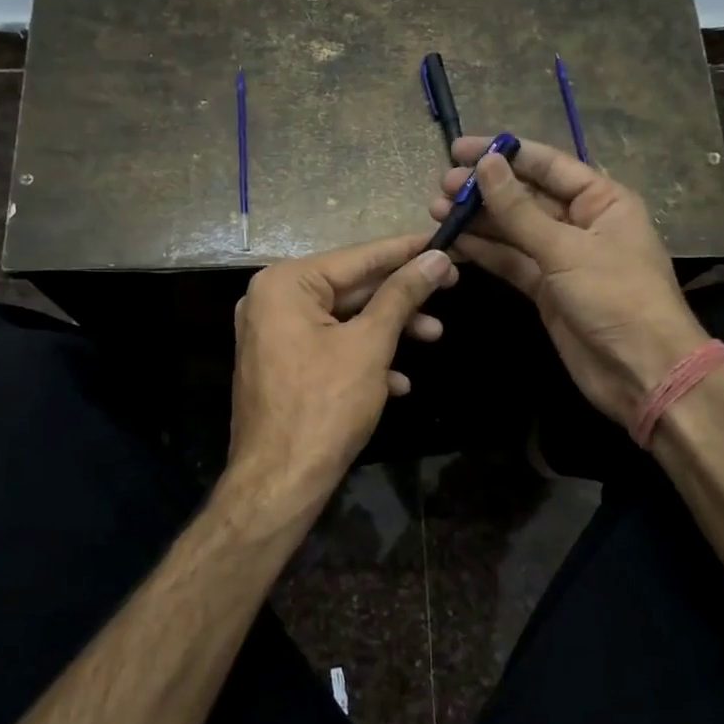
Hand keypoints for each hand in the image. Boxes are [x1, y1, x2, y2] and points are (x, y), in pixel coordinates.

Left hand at [225, 234, 456, 531]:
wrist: (279, 483)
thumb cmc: (324, 405)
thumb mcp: (370, 344)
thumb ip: (402, 295)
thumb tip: (436, 258)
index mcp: (285, 284)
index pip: (358, 257)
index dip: (406, 250)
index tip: (444, 240)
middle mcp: (272, 301)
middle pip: (351, 287)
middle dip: (402, 296)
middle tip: (451, 287)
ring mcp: (274, 335)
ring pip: (344, 320)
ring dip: (389, 330)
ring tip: (435, 336)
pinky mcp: (282, 365)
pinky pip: (329, 348)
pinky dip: (364, 358)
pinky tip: (398, 381)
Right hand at [429, 136, 705, 425]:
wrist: (641, 371)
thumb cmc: (616, 297)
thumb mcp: (566, 249)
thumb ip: (519, 209)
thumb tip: (487, 164)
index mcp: (602, 200)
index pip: (547, 165)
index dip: (504, 154)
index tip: (460, 149)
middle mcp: (582, 222)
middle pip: (527, 196)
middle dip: (485, 189)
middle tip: (442, 185)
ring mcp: (562, 257)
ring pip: (514, 229)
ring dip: (478, 220)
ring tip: (437, 210)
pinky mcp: (546, 288)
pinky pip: (511, 261)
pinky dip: (484, 251)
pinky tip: (454, 241)